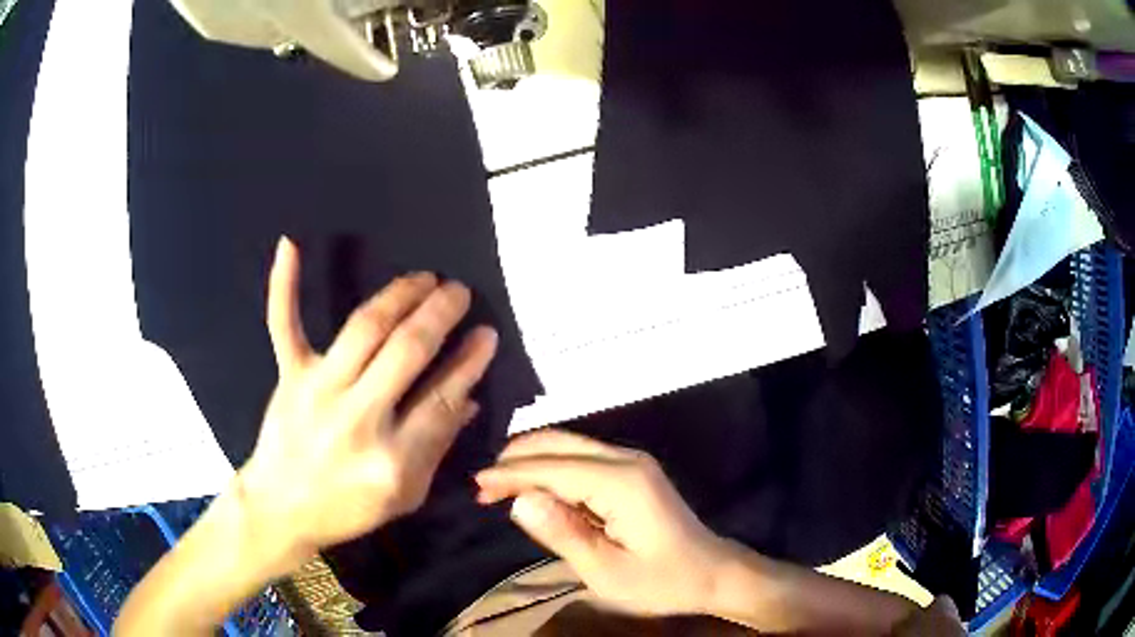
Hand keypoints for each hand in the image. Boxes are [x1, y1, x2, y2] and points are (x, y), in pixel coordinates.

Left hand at [239, 237, 498, 570]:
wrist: (282, 508)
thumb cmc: (348, 508)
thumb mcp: (406, 496)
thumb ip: (437, 447)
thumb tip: (468, 398)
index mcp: (393, 459)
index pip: (442, 398)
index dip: (469, 362)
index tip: (487, 333)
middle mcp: (357, 419)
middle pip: (407, 352)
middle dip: (440, 314)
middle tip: (458, 292)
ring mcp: (318, 392)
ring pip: (363, 329)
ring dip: (399, 296)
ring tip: (423, 278)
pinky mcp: (289, 377)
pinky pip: (284, 324)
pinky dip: (284, 284)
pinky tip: (290, 244)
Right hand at [474, 430, 729, 616]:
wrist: (711, 572)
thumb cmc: (661, 581)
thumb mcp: (606, 572)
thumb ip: (562, 534)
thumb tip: (519, 500)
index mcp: (621, 483)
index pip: (553, 467)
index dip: (511, 474)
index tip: (476, 485)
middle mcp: (626, 460)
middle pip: (559, 443)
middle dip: (516, 460)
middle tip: (484, 488)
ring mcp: (631, 462)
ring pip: (568, 446)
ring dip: (531, 462)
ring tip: (499, 489)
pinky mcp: (632, 471)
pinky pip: (581, 460)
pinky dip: (551, 470)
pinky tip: (535, 490)